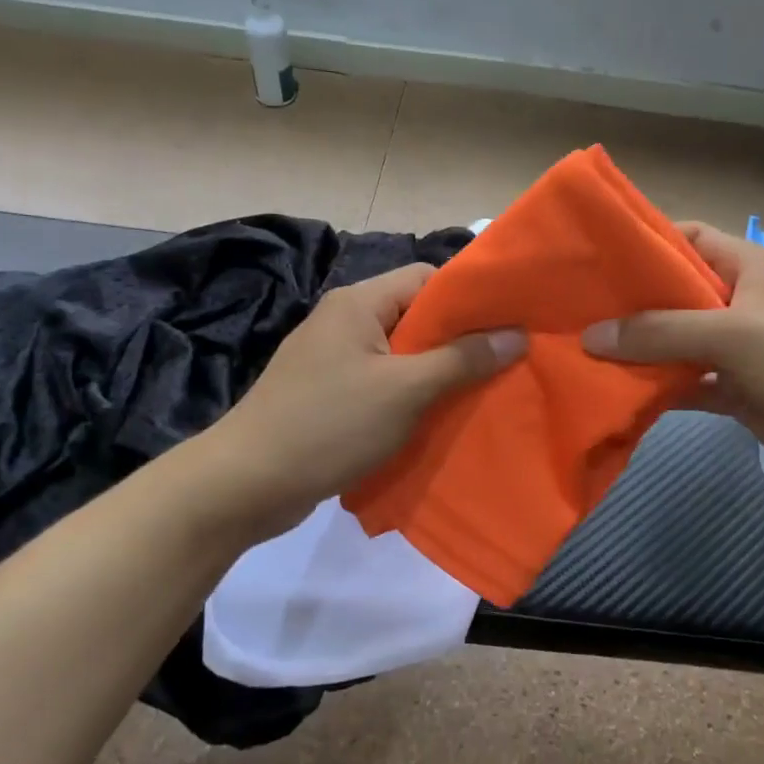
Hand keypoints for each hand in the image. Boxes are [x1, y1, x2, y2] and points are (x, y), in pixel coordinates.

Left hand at [195, 264, 524, 543]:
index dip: (468, 298)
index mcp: (358, 303)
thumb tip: (516, 335)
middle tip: (503, 365)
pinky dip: (409, 397)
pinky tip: (435, 420)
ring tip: (479, 395)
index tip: (508, 324)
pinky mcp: (326, 395)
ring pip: (400, 355)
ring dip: (435, 374)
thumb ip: (462, 359)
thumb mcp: (406, 390)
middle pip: (415, 317)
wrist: (247, 484)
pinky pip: (381, 384)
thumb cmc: (330, 424)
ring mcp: (332, 360)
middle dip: (458, 342)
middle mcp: (343, 322)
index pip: (426, 279)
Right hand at [583, 222, 763, 496]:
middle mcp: (740, 303)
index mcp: (749, 268)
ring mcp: (739, 350)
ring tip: (580, 353)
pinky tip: (618, 395)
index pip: (688, 239)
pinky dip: (658, 389)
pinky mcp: (738, 392)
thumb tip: (590, 336)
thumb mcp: (734, 334)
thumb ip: (661, 333)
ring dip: (638, 351)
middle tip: (571, 311)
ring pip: (676, 343)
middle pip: (674, 294)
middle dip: (629, 304)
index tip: (594, 256)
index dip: (644, 242)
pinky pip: (687, 384)